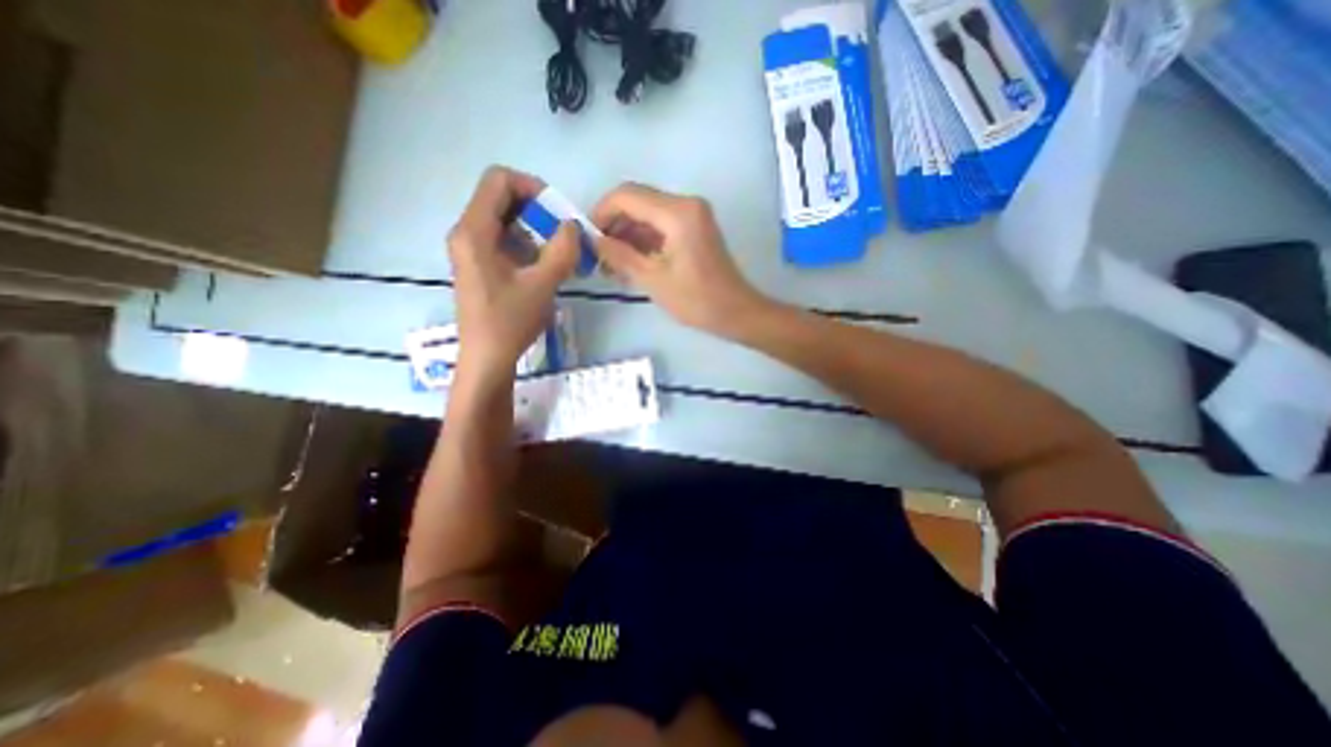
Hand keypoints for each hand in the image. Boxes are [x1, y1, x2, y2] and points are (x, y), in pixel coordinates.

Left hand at [445, 168, 578, 381]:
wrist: (487, 357)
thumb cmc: (510, 322)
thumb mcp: (542, 285)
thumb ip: (562, 250)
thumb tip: (573, 225)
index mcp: (474, 231)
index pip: (498, 181)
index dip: (531, 187)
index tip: (557, 211)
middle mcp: (466, 233)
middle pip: (501, 199)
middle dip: (536, 210)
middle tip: (562, 234)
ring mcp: (470, 249)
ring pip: (504, 220)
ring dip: (534, 230)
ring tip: (556, 256)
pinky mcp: (478, 264)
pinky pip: (503, 240)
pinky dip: (526, 245)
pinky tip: (542, 269)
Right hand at [592, 184, 771, 334]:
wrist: (736, 312)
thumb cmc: (696, 300)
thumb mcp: (652, 280)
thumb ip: (619, 255)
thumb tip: (593, 240)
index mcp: (677, 212)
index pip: (626, 195)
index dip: (601, 212)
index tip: (587, 238)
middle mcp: (686, 204)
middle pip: (636, 201)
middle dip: (613, 225)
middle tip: (597, 255)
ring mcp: (692, 215)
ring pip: (647, 213)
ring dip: (626, 234)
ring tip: (611, 265)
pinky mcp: (694, 227)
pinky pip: (661, 224)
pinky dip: (643, 240)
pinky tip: (630, 262)